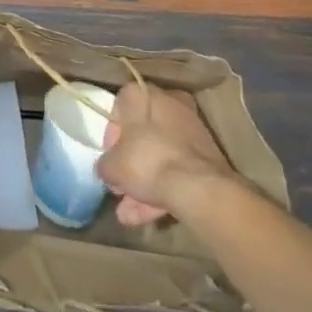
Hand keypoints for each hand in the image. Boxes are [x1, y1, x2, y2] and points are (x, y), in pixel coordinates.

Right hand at [98, 82, 234, 226]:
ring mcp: (190, 129)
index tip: (110, 157)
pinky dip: (162, 190)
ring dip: (144, 184)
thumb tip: (108, 168)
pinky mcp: (206, 155)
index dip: (112, 134)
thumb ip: (105, 164)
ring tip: (128, 215)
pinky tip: (146, 218)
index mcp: (143, 94)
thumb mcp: (112, 166)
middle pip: (143, 135)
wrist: (198, 187)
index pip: (120, 106)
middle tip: (119, 188)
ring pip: (161, 156)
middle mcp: (168, 103)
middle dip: (130, 166)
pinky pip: (177, 169)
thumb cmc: (147, 161)